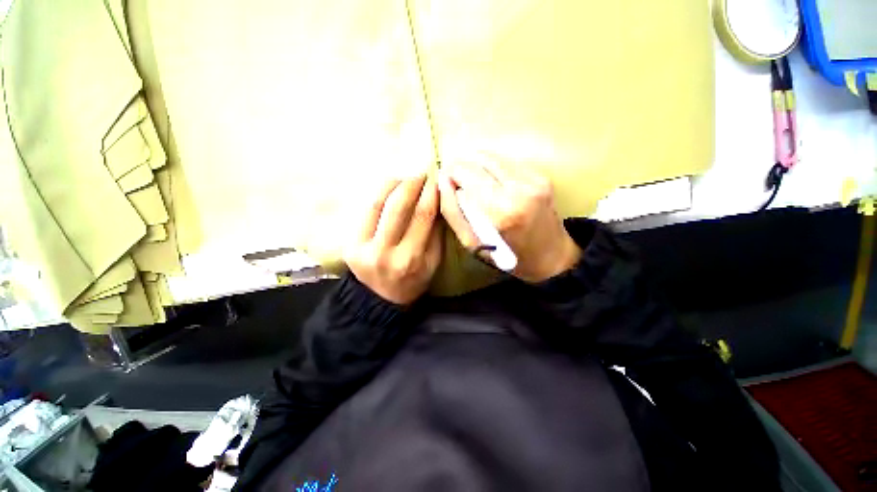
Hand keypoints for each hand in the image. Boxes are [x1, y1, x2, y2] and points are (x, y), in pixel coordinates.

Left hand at [344, 175, 442, 304]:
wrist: (380, 298)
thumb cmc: (413, 281)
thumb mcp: (433, 263)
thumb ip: (437, 234)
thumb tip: (438, 202)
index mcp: (411, 259)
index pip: (422, 216)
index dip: (430, 193)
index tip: (436, 179)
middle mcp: (386, 252)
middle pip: (398, 207)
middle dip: (411, 183)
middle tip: (421, 173)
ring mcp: (364, 248)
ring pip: (377, 204)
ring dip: (393, 184)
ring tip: (405, 178)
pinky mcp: (350, 244)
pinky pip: (365, 211)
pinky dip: (378, 195)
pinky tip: (389, 189)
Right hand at [438, 158, 580, 282]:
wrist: (550, 256)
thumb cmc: (506, 256)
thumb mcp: (471, 242)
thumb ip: (452, 211)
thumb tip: (442, 181)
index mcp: (501, 210)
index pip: (465, 172)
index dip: (451, 173)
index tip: (446, 181)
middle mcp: (520, 188)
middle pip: (479, 159)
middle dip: (462, 166)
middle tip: (456, 180)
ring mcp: (534, 179)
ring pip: (494, 156)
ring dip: (477, 164)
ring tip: (471, 180)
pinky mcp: (541, 175)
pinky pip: (508, 161)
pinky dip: (493, 167)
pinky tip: (490, 181)